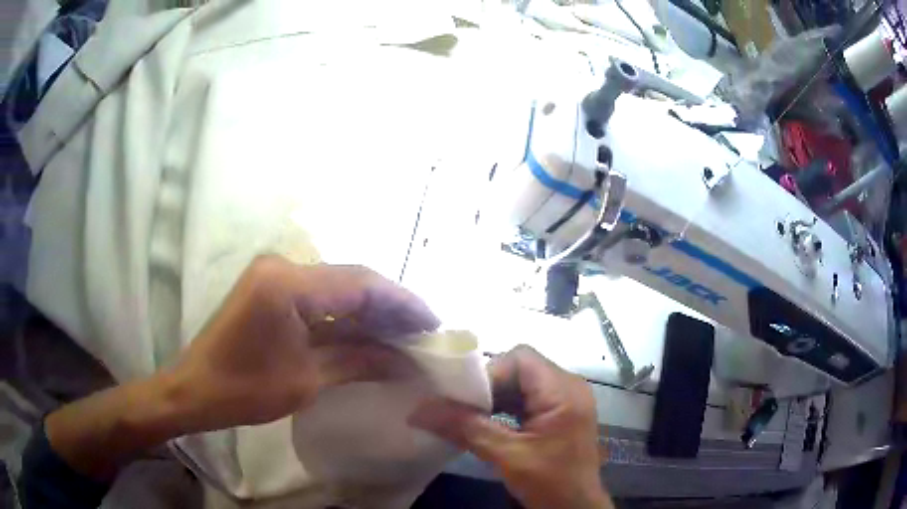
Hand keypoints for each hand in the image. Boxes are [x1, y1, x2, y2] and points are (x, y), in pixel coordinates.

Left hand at [167, 255, 439, 432]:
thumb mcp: (307, 379)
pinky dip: (344, 314)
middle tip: (422, 331)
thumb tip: (405, 362)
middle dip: (389, 305)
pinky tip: (366, 331)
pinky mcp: (270, 288)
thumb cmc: (244, 390)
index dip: (402, 302)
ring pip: (336, 286)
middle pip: (350, 279)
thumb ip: (359, 362)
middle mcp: (282, 266)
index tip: (433, 323)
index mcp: (287, 283)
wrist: (194, 390)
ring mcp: (274, 274)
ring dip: (369, 309)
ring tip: (402, 334)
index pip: (360, 283)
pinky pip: (318, 296)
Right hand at [410, 345, 611, 508]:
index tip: (465, 400)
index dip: (490, 373)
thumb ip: (465, 428)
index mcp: (563, 390)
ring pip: (524, 383)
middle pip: (522, 368)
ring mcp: (568, 400)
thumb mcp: (506, 456)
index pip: (520, 358)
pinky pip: (530, 399)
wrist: (575, 508)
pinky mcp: (562, 414)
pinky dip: (508, 408)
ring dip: (497, 398)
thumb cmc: (549, 482)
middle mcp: (569, 386)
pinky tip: (491, 425)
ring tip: (473, 417)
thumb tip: (419, 409)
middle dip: (490, 387)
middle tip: (464, 409)